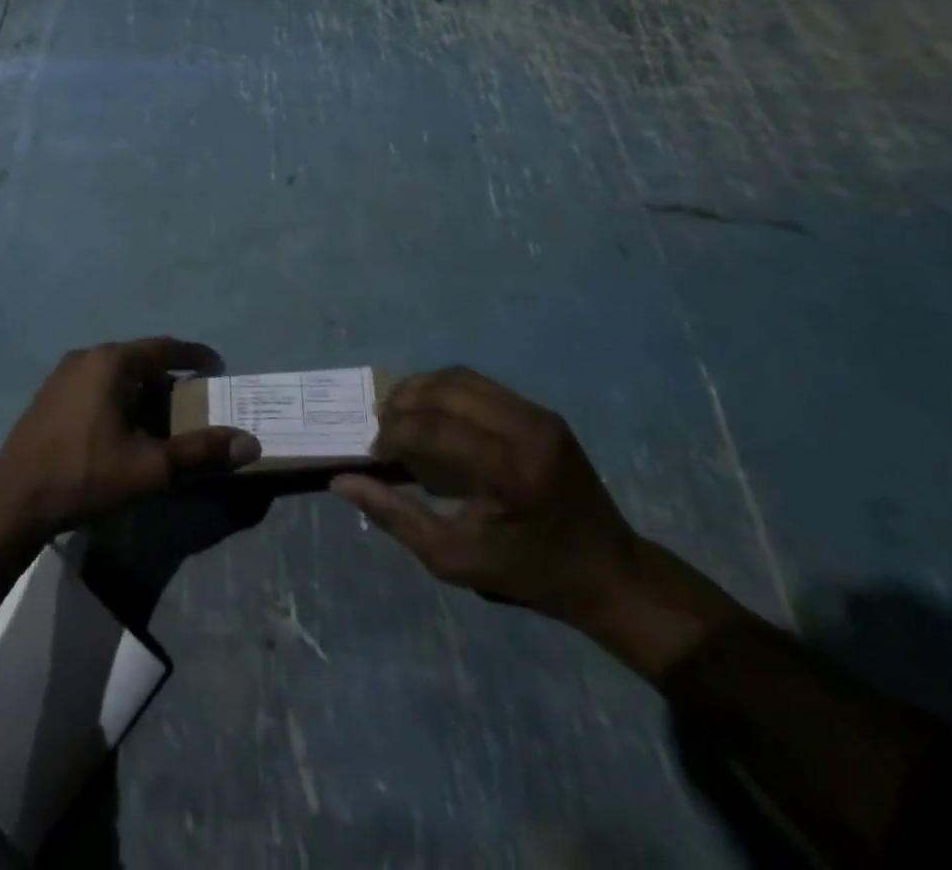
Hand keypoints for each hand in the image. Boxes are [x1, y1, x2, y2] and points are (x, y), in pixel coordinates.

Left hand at [0, 338, 260, 538]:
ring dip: (142, 388)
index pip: (165, 348)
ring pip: (116, 371)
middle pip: (140, 359)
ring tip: (161, 415)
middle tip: (191, 399)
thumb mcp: (151, 467)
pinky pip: (95, 383)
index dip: (195, 356)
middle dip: (168, 377)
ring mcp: (63, 373)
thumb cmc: (86, 475)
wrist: (15, 500)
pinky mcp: (49, 393)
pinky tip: (123, 425)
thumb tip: (250, 443)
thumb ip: (201, 451)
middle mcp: (87, 356)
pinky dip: (118, 395)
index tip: (217, 367)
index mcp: (112, 362)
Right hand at [332, 368, 640, 625]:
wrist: (609, 571)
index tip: (376, 454)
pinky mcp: (542, 411)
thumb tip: (342, 482)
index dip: (393, 434)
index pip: (433, 429)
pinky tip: (431, 413)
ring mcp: (538, 415)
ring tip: (400, 415)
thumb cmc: (528, 574)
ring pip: (458, 378)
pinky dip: (444, 390)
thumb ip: (395, 517)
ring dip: (420, 390)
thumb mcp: (454, 559)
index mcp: (510, 475)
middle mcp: (526, 431)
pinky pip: (479, 384)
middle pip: (443, 392)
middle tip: (382, 431)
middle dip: (401, 405)